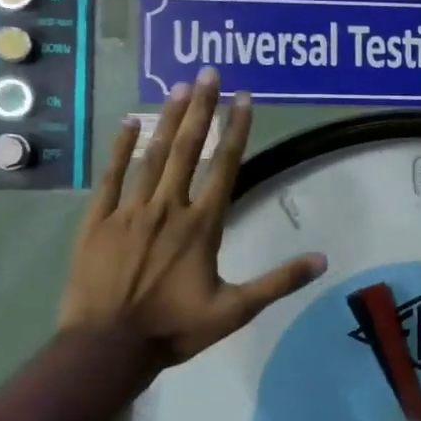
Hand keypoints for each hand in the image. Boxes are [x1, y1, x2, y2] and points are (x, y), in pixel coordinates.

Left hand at [59, 69, 325, 366]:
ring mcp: (129, 211)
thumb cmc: (174, 328)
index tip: (243, 98)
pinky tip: (128, 123)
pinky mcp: (98, 220)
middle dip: (201, 108)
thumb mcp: (235, 310)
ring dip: (167, 119)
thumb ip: (278, 282)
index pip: (224, 166)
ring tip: (179, 87)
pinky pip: (110, 176)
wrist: (107, 347)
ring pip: (151, 155)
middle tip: (209, 73)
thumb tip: (322, 260)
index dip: (235, 129)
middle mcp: (168, 207)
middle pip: (187, 149)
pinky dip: (120, 148)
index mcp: (202, 225)